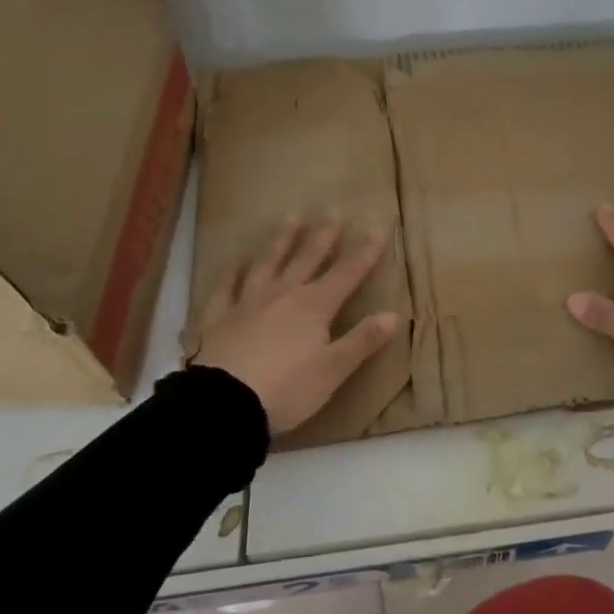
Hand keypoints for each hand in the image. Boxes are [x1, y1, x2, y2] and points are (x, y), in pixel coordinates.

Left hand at [196, 211, 398, 436]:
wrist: (224, 404)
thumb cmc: (287, 389)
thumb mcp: (333, 370)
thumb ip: (362, 340)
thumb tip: (393, 315)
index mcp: (315, 306)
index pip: (347, 273)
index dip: (365, 253)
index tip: (378, 230)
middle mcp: (283, 294)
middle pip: (307, 258)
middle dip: (323, 235)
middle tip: (332, 210)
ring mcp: (248, 302)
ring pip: (268, 263)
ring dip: (281, 240)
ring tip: (290, 218)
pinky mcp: (219, 317)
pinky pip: (226, 287)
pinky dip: (231, 272)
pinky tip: (234, 261)